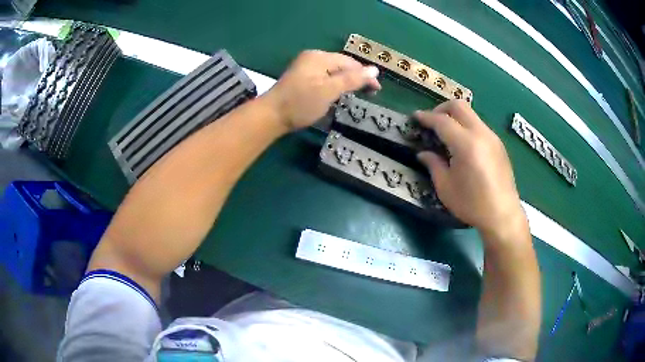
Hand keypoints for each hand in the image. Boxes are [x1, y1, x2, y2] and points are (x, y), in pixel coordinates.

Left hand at [263, 50, 380, 130]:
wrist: (270, 116)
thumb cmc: (301, 103)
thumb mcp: (329, 90)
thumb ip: (352, 79)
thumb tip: (375, 70)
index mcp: (320, 57)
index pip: (350, 62)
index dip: (365, 75)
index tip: (377, 90)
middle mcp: (312, 58)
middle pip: (341, 65)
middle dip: (356, 78)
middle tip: (369, 93)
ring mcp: (305, 68)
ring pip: (333, 72)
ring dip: (346, 82)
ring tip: (356, 94)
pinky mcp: (301, 78)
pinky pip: (324, 77)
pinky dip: (334, 85)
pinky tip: (337, 93)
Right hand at [415, 100, 525, 236]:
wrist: (502, 215)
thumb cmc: (471, 204)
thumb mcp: (446, 187)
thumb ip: (433, 164)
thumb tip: (423, 153)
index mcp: (465, 144)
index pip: (442, 121)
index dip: (426, 117)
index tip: (415, 117)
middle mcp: (480, 134)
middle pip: (459, 106)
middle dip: (441, 109)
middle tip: (431, 121)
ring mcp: (492, 137)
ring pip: (471, 114)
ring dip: (455, 117)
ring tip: (446, 134)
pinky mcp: (498, 144)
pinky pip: (479, 125)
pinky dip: (466, 126)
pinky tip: (463, 145)